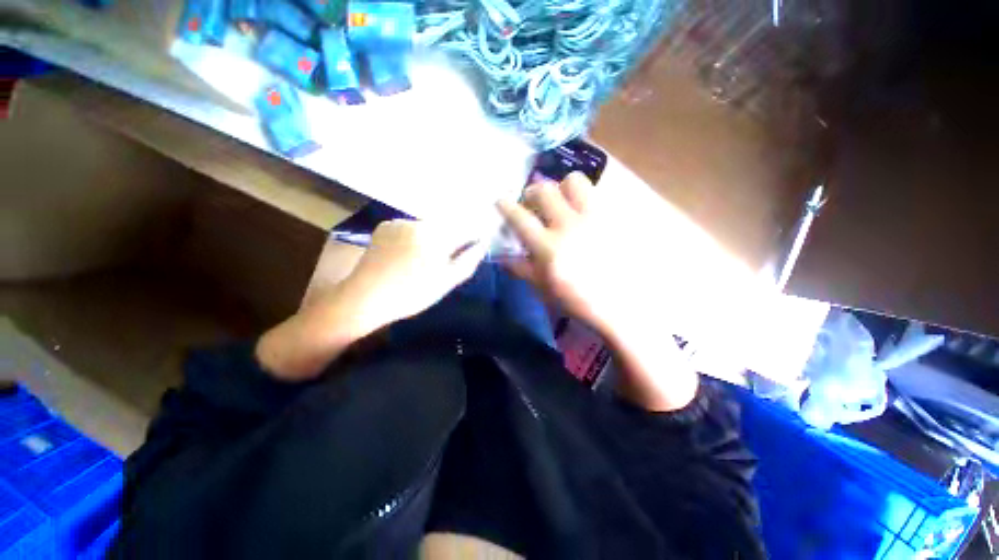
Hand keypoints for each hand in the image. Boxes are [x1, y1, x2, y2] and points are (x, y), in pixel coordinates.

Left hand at [257, 219, 483, 380]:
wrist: (364, 297)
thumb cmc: (411, 294)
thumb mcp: (446, 282)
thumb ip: (468, 261)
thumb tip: (482, 244)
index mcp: (437, 236)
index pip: (466, 228)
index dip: (474, 236)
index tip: (476, 245)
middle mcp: (419, 222)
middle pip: (447, 225)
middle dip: (453, 238)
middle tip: (448, 259)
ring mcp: (400, 222)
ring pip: (429, 226)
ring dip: (435, 237)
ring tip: (427, 259)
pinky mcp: (386, 225)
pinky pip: (411, 227)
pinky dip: (416, 237)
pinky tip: (409, 254)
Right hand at [496, 172, 631, 338]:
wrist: (622, 305)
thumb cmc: (578, 301)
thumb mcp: (543, 288)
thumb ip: (522, 269)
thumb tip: (503, 257)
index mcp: (548, 246)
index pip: (519, 217)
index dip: (506, 206)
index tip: (502, 202)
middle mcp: (569, 225)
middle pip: (545, 190)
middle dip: (533, 192)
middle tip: (533, 203)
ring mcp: (594, 217)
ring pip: (575, 181)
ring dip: (562, 187)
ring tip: (562, 201)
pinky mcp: (613, 217)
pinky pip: (597, 195)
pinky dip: (585, 199)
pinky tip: (584, 215)